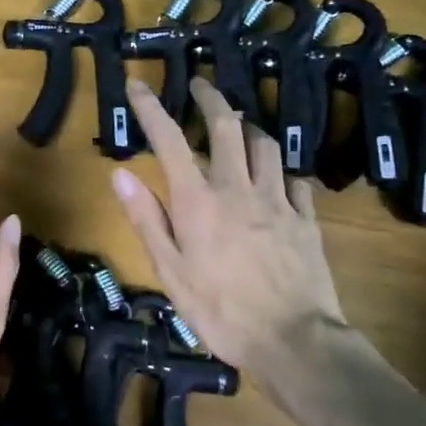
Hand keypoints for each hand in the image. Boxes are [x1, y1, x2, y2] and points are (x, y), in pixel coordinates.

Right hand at [111, 76, 345, 373]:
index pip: (169, 140)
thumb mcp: (170, 271)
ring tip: (238, 126)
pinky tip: (276, 178)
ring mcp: (278, 200)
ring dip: (248, 128)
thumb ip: (147, 218)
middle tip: (201, 84)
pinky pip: (293, 179)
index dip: (150, 108)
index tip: (137, 84)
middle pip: (226, 126)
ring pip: (265, 145)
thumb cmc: (220, 310)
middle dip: (211, 98)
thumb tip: (120, 174)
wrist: (294, 341)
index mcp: (199, 201)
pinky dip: (279, 170)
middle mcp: (238, 188)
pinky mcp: (306, 218)